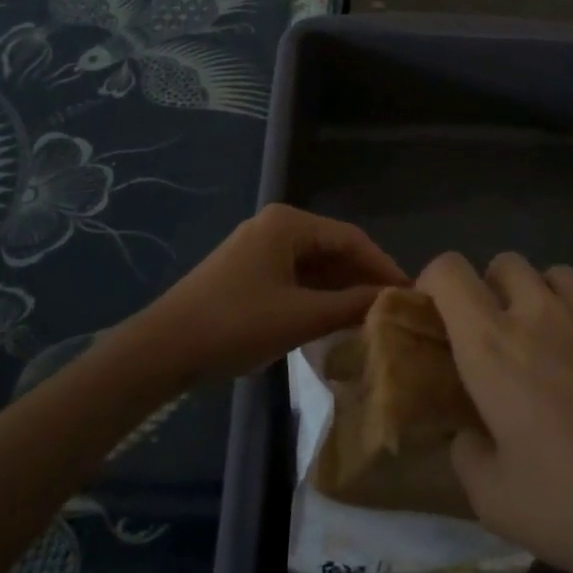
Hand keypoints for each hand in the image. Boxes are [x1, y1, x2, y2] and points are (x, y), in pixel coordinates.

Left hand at [141, 204, 407, 380]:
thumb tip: (391, 301)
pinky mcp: (248, 271)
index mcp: (289, 223)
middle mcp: (276, 225)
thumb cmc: (235, 324)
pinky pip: (295, 276)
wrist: (162, 349)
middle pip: (333, 248)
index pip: (351, 238)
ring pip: (314, 264)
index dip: (383, 265)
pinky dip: (317, 295)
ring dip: (341, 288)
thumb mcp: (300, 317)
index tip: (410, 293)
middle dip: (363, 277)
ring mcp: (259, 247)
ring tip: (371, 317)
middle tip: (394, 308)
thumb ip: (349, 306)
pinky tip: (334, 319)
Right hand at [417, 251, 572, 572]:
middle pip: (506, 262)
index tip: (435, 310)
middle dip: (492, 288)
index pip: (450, 271)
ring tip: (552, 345)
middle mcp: (542, 315)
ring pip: (557, 275)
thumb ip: (468, 456)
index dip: (434, 279)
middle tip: (499, 336)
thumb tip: (469, 434)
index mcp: (494, 347)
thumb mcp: (496, 503)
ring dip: (542, 298)